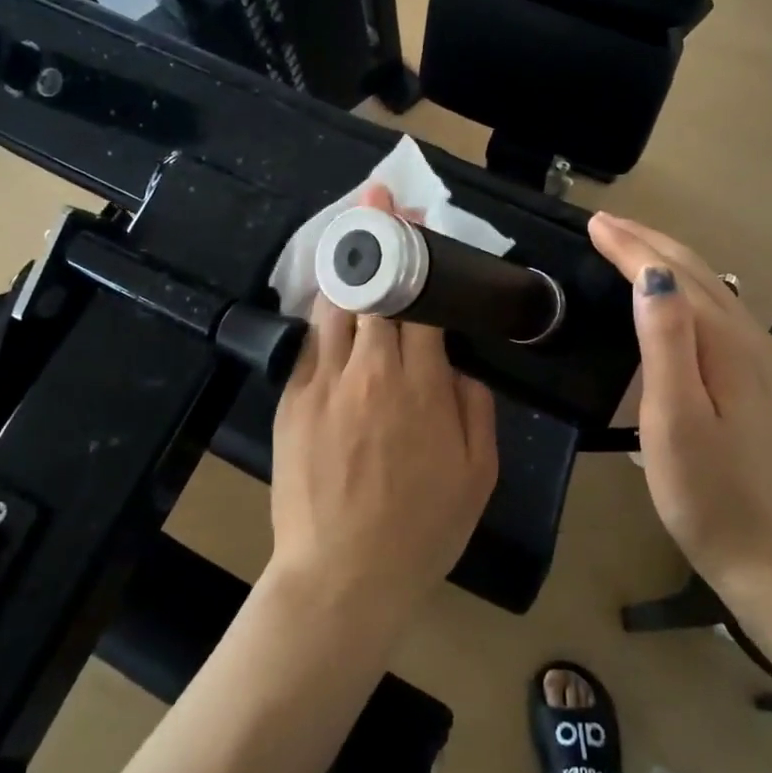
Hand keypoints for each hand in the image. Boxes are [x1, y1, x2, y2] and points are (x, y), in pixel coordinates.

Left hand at [268, 186, 499, 623]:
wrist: (343, 575)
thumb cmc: (422, 528)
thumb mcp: (479, 472)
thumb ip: (476, 405)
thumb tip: (461, 363)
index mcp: (421, 384)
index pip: (420, 300)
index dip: (419, 255)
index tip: (417, 220)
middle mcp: (370, 369)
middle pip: (373, 287)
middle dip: (378, 235)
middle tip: (380, 196)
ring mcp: (323, 381)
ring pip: (335, 304)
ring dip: (346, 262)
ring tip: (352, 228)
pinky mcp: (292, 399)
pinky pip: (309, 340)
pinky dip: (324, 308)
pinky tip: (332, 294)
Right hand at [588, 212, 771, 591]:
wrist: (766, 550)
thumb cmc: (705, 489)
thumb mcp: (675, 417)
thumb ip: (666, 341)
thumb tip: (653, 276)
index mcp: (725, 343)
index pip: (671, 275)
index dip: (630, 247)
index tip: (594, 223)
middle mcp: (749, 338)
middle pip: (697, 272)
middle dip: (648, 242)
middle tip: (606, 223)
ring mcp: (759, 358)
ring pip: (710, 288)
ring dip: (667, 260)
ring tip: (631, 246)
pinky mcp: (758, 378)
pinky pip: (717, 311)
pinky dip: (686, 287)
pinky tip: (673, 294)